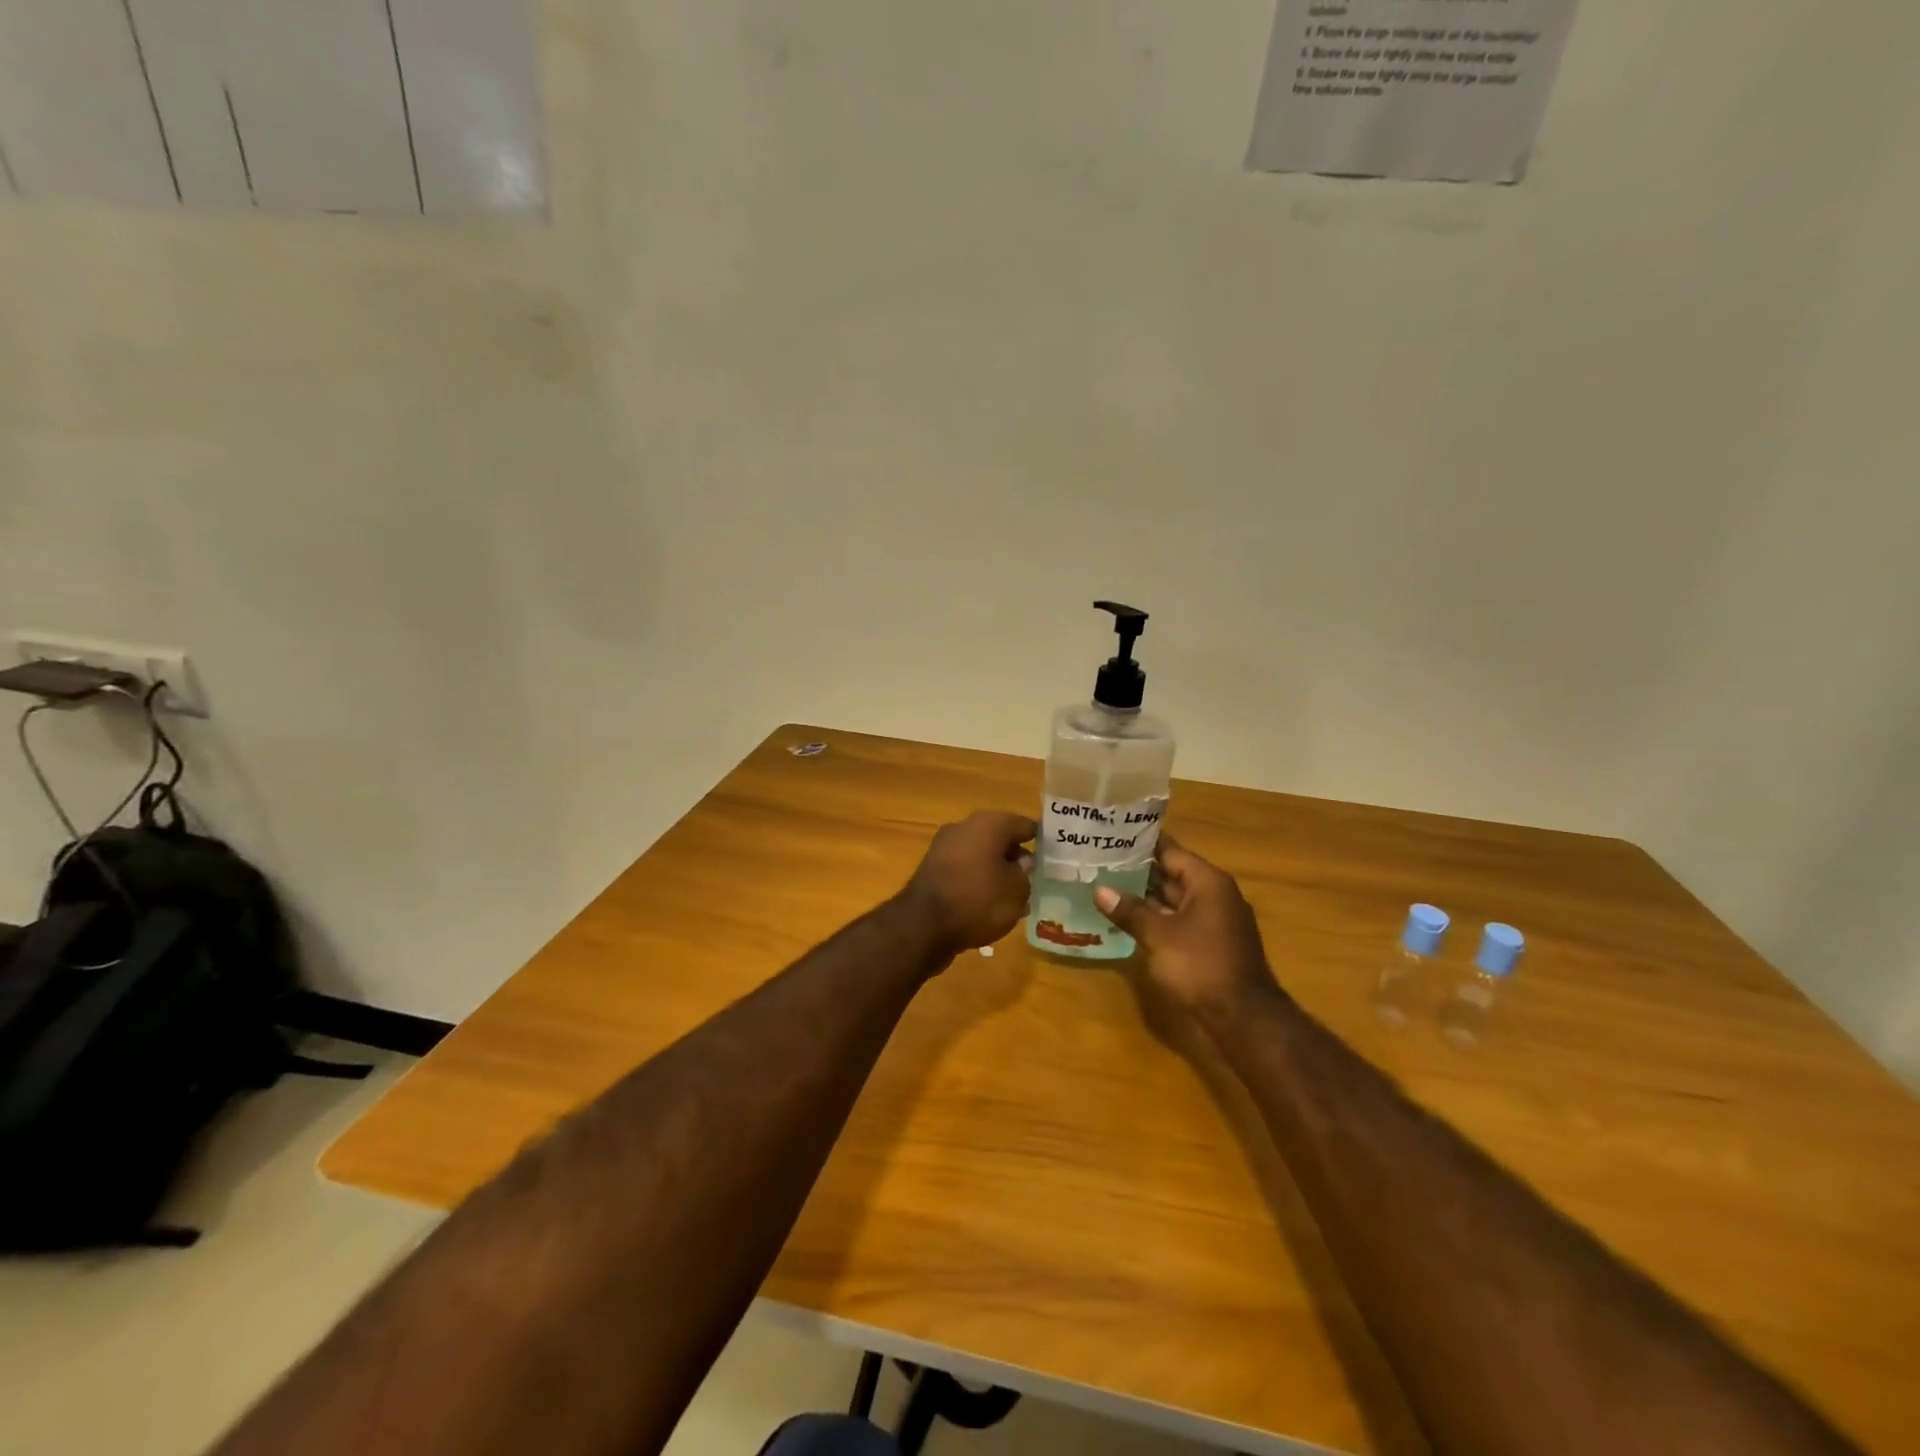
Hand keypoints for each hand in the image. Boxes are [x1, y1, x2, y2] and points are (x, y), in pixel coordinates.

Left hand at [896, 810, 1037, 963]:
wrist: (923, 926)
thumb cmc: (979, 901)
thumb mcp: (1016, 890)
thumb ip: (1025, 873)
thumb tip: (1021, 862)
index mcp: (989, 823)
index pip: (1024, 825)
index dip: (1041, 840)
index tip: (1053, 856)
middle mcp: (965, 827)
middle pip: (1000, 838)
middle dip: (1017, 856)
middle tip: (1035, 879)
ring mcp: (944, 847)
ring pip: (981, 854)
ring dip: (997, 870)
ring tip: (1015, 897)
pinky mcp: (932, 869)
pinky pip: (965, 870)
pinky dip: (978, 881)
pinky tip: (989, 904)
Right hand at [1094, 838, 1279, 1021]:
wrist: (1242, 1018)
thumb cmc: (1200, 965)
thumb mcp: (1158, 935)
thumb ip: (1130, 910)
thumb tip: (1100, 890)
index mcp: (1208, 882)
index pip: (1171, 851)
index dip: (1142, 843)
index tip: (1114, 833)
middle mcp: (1215, 895)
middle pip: (1173, 874)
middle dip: (1139, 870)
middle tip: (1101, 860)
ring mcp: (1214, 922)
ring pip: (1174, 900)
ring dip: (1145, 896)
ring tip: (1107, 886)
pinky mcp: (1210, 945)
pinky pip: (1178, 921)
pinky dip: (1156, 918)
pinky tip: (1128, 920)